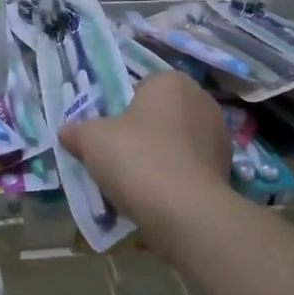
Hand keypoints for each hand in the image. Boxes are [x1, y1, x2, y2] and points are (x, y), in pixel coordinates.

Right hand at [60, 72, 231, 246]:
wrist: (185, 212)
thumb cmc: (137, 158)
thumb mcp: (92, 140)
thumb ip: (77, 131)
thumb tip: (67, 131)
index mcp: (172, 82)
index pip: (140, 87)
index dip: (120, 110)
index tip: (107, 133)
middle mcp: (202, 101)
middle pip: (160, 115)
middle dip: (141, 133)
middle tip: (117, 157)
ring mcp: (219, 137)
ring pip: (176, 143)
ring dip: (159, 157)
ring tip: (135, 183)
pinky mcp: (226, 171)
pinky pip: (190, 168)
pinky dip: (174, 179)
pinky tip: (156, 198)